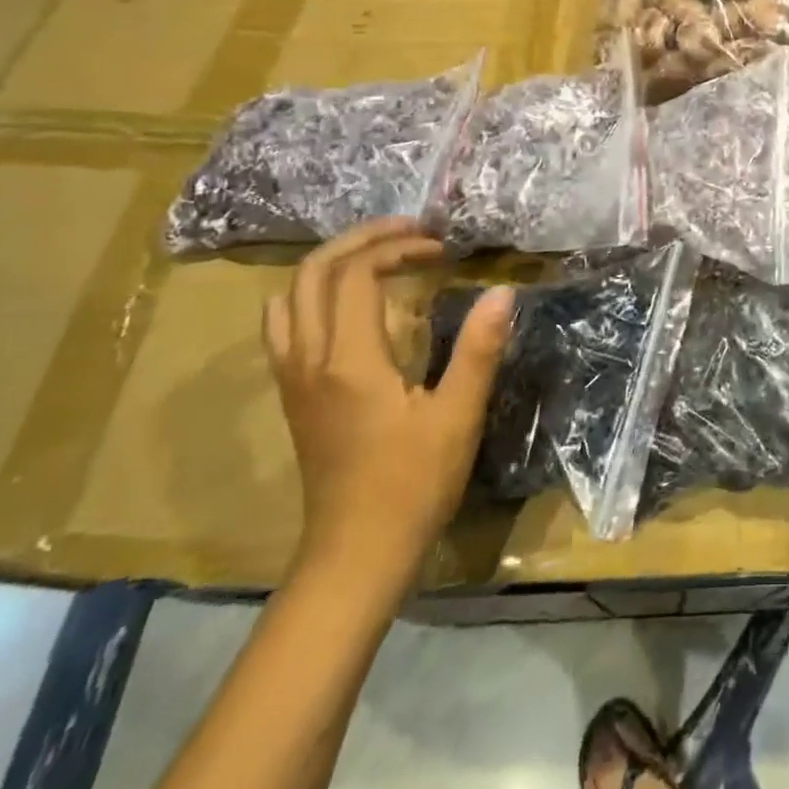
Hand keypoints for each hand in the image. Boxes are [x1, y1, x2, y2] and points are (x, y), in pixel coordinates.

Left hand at [262, 219, 512, 587]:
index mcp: (349, 360)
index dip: (397, 247)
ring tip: (378, 256)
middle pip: (311, 273)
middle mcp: (310, 360)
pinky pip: (286, 324)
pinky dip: (314, 294)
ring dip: (331, 263)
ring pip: (289, 296)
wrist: (356, 554)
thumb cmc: (413, 484)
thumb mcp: (458, 415)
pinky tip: (351, 303)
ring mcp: (294, 378)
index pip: (355, 274)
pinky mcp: (294, 396)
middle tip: (409, 233)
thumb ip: (478, 349)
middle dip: (360, 240)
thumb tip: (502, 291)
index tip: (440, 248)